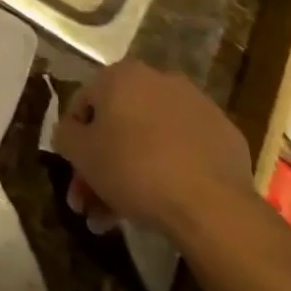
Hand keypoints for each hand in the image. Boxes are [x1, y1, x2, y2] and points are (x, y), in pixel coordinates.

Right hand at [52, 60, 251, 237]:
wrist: (211, 205)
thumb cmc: (133, 168)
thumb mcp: (79, 152)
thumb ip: (65, 134)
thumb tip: (70, 132)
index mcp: (121, 75)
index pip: (84, 103)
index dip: (74, 139)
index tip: (74, 170)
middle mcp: (159, 79)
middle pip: (119, 124)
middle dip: (102, 164)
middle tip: (93, 201)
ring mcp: (196, 106)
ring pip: (150, 138)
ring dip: (132, 171)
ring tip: (121, 216)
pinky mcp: (225, 135)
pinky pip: (183, 150)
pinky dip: (168, 169)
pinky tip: (161, 202)